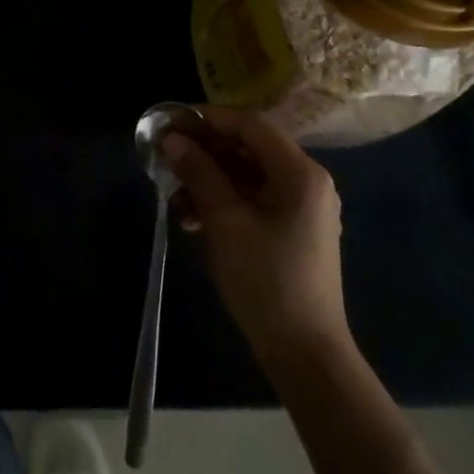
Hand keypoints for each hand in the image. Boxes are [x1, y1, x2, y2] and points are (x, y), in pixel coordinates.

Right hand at [164, 107, 352, 368]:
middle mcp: (307, 182)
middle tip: (167, 159)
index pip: (250, 124)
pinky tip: (193, 220)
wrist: (305, 354)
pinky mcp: (293, 232)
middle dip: (205, 152)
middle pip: (249, 148)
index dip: (208, 119)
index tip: (171, 124)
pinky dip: (223, 202)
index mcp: (300, 172)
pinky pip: (254, 200)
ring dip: (209, 180)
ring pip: (248, 176)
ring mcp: (302, 209)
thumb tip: (172, 139)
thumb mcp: (224, 220)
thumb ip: (199, 172)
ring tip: (175, 199)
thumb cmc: (265, 279)